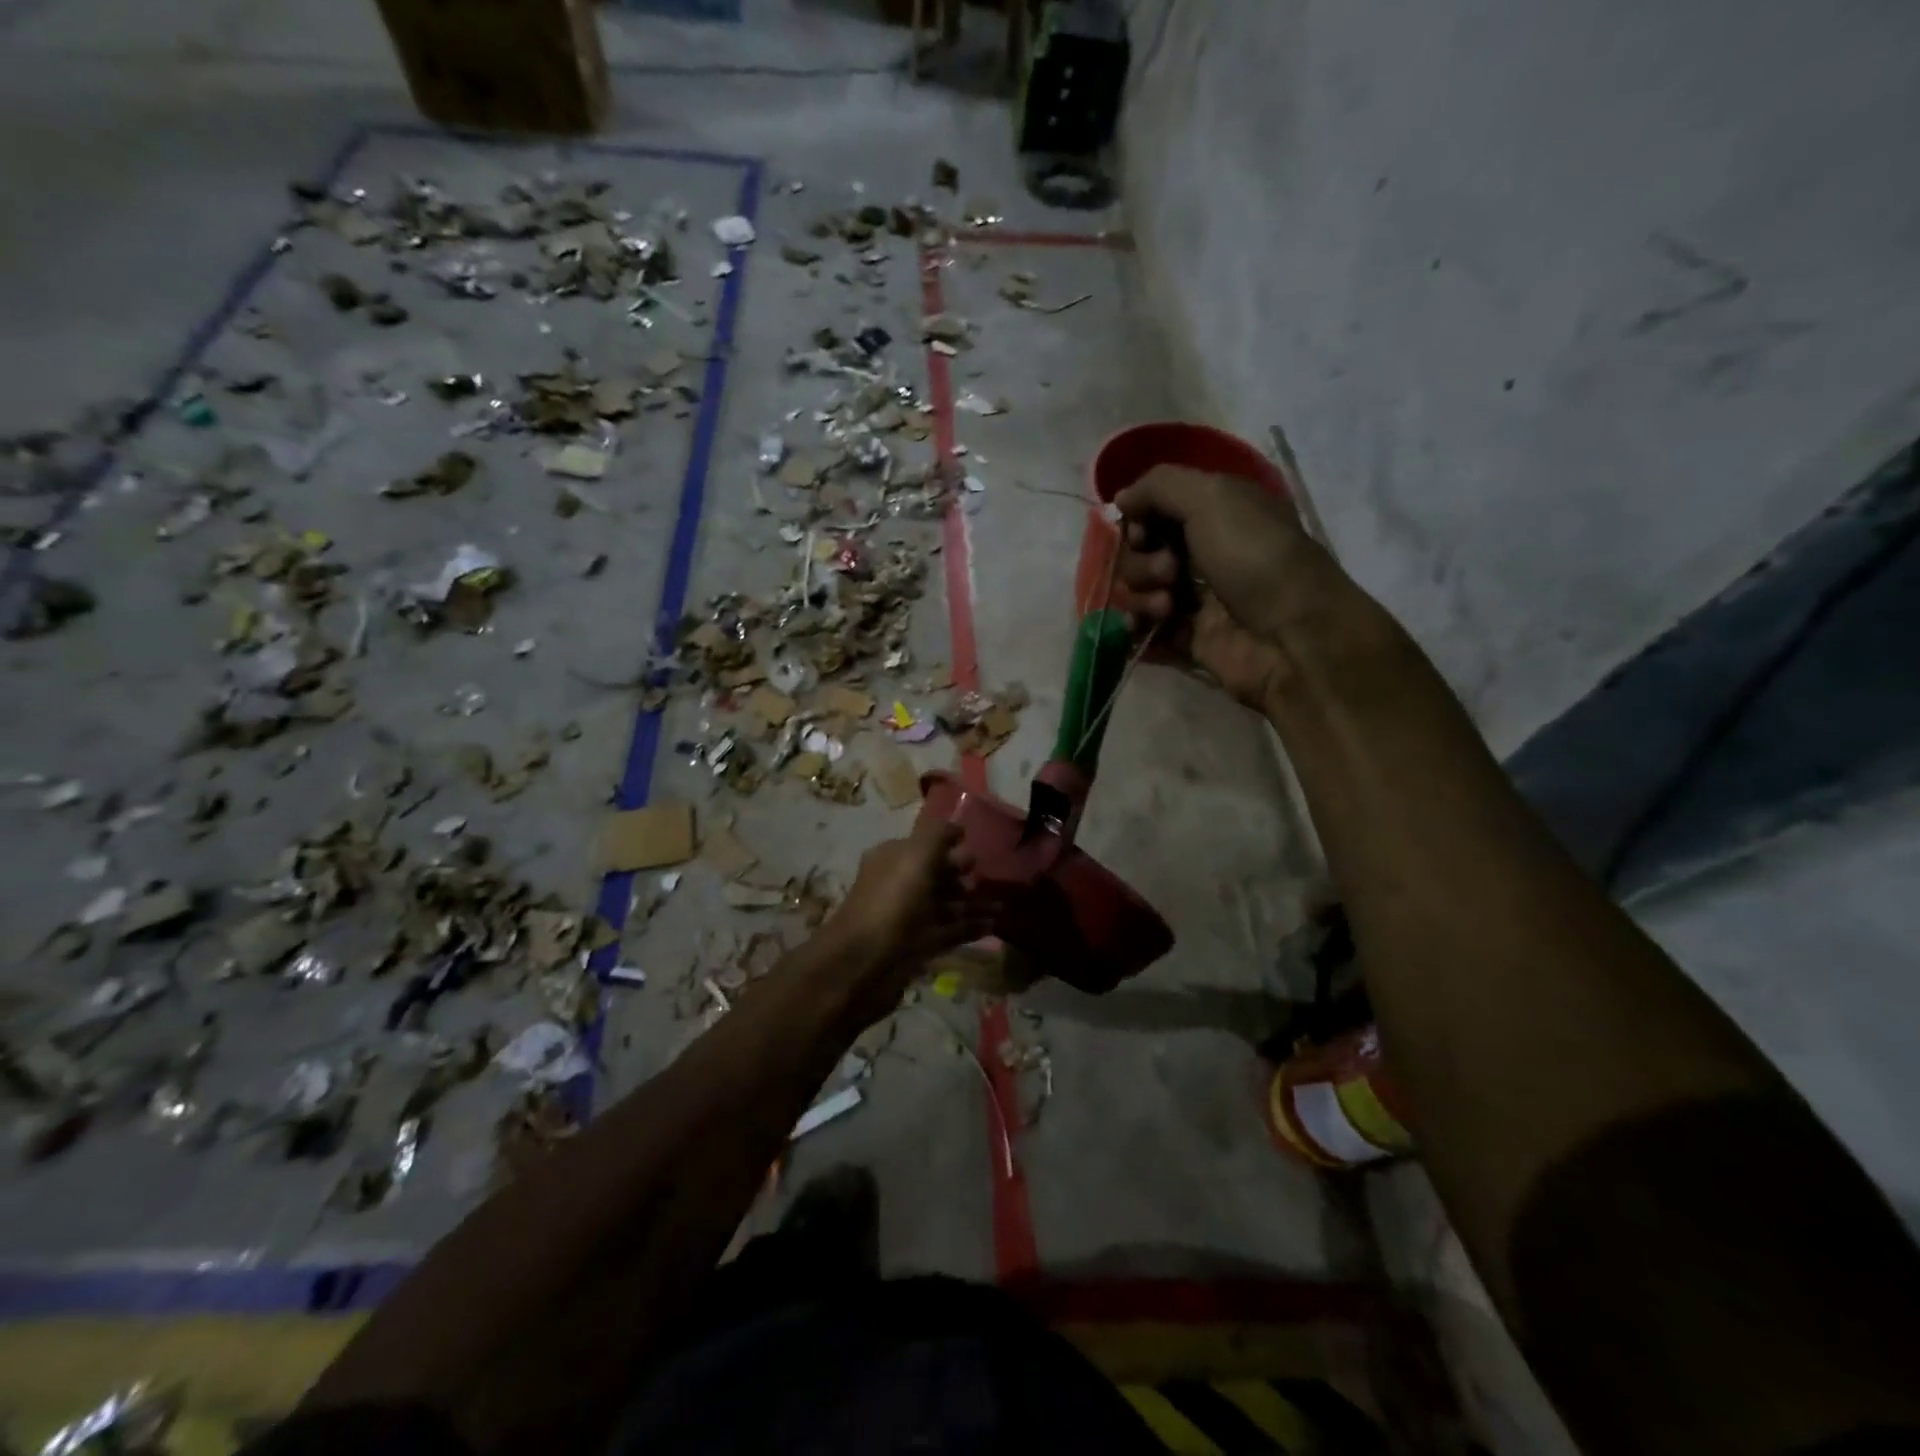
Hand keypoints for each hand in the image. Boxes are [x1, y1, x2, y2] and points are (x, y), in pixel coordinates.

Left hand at [822, 818, 991, 1019]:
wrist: (865, 962)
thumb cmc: (892, 900)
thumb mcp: (916, 855)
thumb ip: (938, 835)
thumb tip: (957, 827)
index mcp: (893, 858)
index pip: (924, 844)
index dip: (949, 844)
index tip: (976, 846)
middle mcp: (899, 884)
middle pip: (936, 874)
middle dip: (963, 874)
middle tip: (991, 877)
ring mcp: (908, 917)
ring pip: (945, 904)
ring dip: (972, 903)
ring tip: (1002, 904)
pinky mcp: (918, 946)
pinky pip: (949, 931)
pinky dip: (970, 927)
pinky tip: (994, 925)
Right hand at [1116, 464, 1314, 712]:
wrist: (1291, 637)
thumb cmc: (1256, 558)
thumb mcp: (1212, 497)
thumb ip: (1159, 486)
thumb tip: (1120, 499)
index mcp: (1217, 511)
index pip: (1156, 507)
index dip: (1139, 518)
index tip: (1142, 530)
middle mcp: (1205, 550)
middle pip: (1141, 550)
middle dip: (1143, 560)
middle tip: (1170, 571)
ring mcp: (1195, 597)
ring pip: (1139, 589)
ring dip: (1142, 594)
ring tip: (1168, 607)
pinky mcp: (1189, 638)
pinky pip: (1145, 628)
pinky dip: (1136, 627)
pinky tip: (1141, 629)